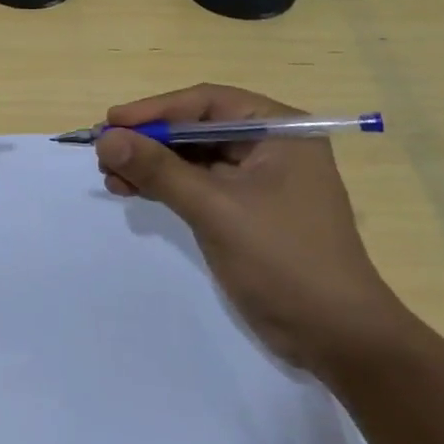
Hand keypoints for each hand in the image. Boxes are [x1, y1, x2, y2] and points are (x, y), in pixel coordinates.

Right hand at [94, 83, 407, 371]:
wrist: (338, 339)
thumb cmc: (283, 260)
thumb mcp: (215, 209)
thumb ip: (159, 169)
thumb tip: (105, 138)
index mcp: (278, 130)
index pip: (206, 103)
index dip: (155, 110)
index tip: (111, 122)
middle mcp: (269, 146)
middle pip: (196, 128)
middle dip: (149, 140)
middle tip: (105, 153)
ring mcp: (259, 180)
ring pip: (193, 158)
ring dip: (152, 165)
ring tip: (112, 177)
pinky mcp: (246, 210)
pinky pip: (198, 184)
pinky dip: (166, 186)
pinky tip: (133, 191)